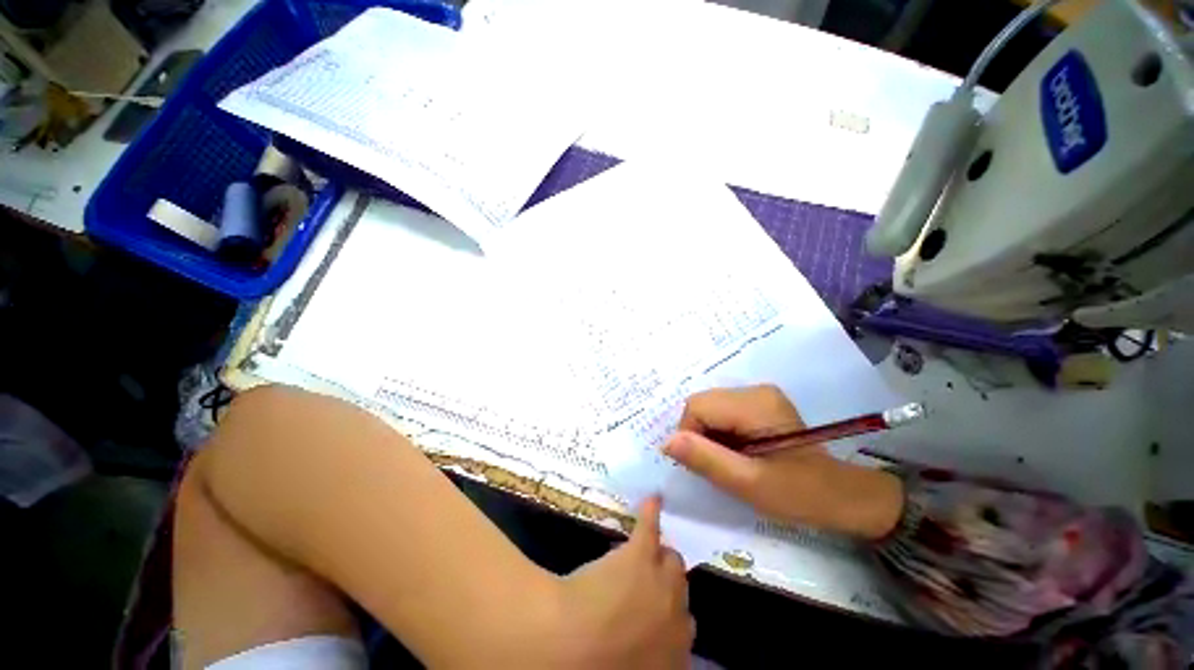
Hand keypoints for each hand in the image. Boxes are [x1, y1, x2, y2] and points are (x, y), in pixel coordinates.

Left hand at [549, 497, 693, 668]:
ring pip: (672, 561)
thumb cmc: (589, 668)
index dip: (667, 614)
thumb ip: (642, 656)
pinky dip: (652, 512)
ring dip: (662, 555)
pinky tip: (654, 498)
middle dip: (667, 583)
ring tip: (651, 545)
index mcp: (671, 656)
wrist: (568, 649)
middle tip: (647, 580)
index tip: (653, 611)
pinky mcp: (640, 555)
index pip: (683, 629)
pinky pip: (652, 527)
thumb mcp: (630, 667)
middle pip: (680, 591)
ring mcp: (661, 583)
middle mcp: (675, 620)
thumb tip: (633, 641)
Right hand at [664, 385, 904, 539]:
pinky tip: (736, 451)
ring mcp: (758, 394)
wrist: (842, 496)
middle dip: (698, 434)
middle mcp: (754, 390)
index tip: (704, 465)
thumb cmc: (799, 494)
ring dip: (708, 434)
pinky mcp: (759, 403)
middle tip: (718, 465)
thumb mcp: (748, 484)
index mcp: (755, 404)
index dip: (690, 435)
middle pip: (702, 403)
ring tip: (729, 460)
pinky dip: (719, 432)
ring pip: (709, 407)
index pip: (697, 407)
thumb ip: (705, 460)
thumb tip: (665, 441)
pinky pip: (721, 411)